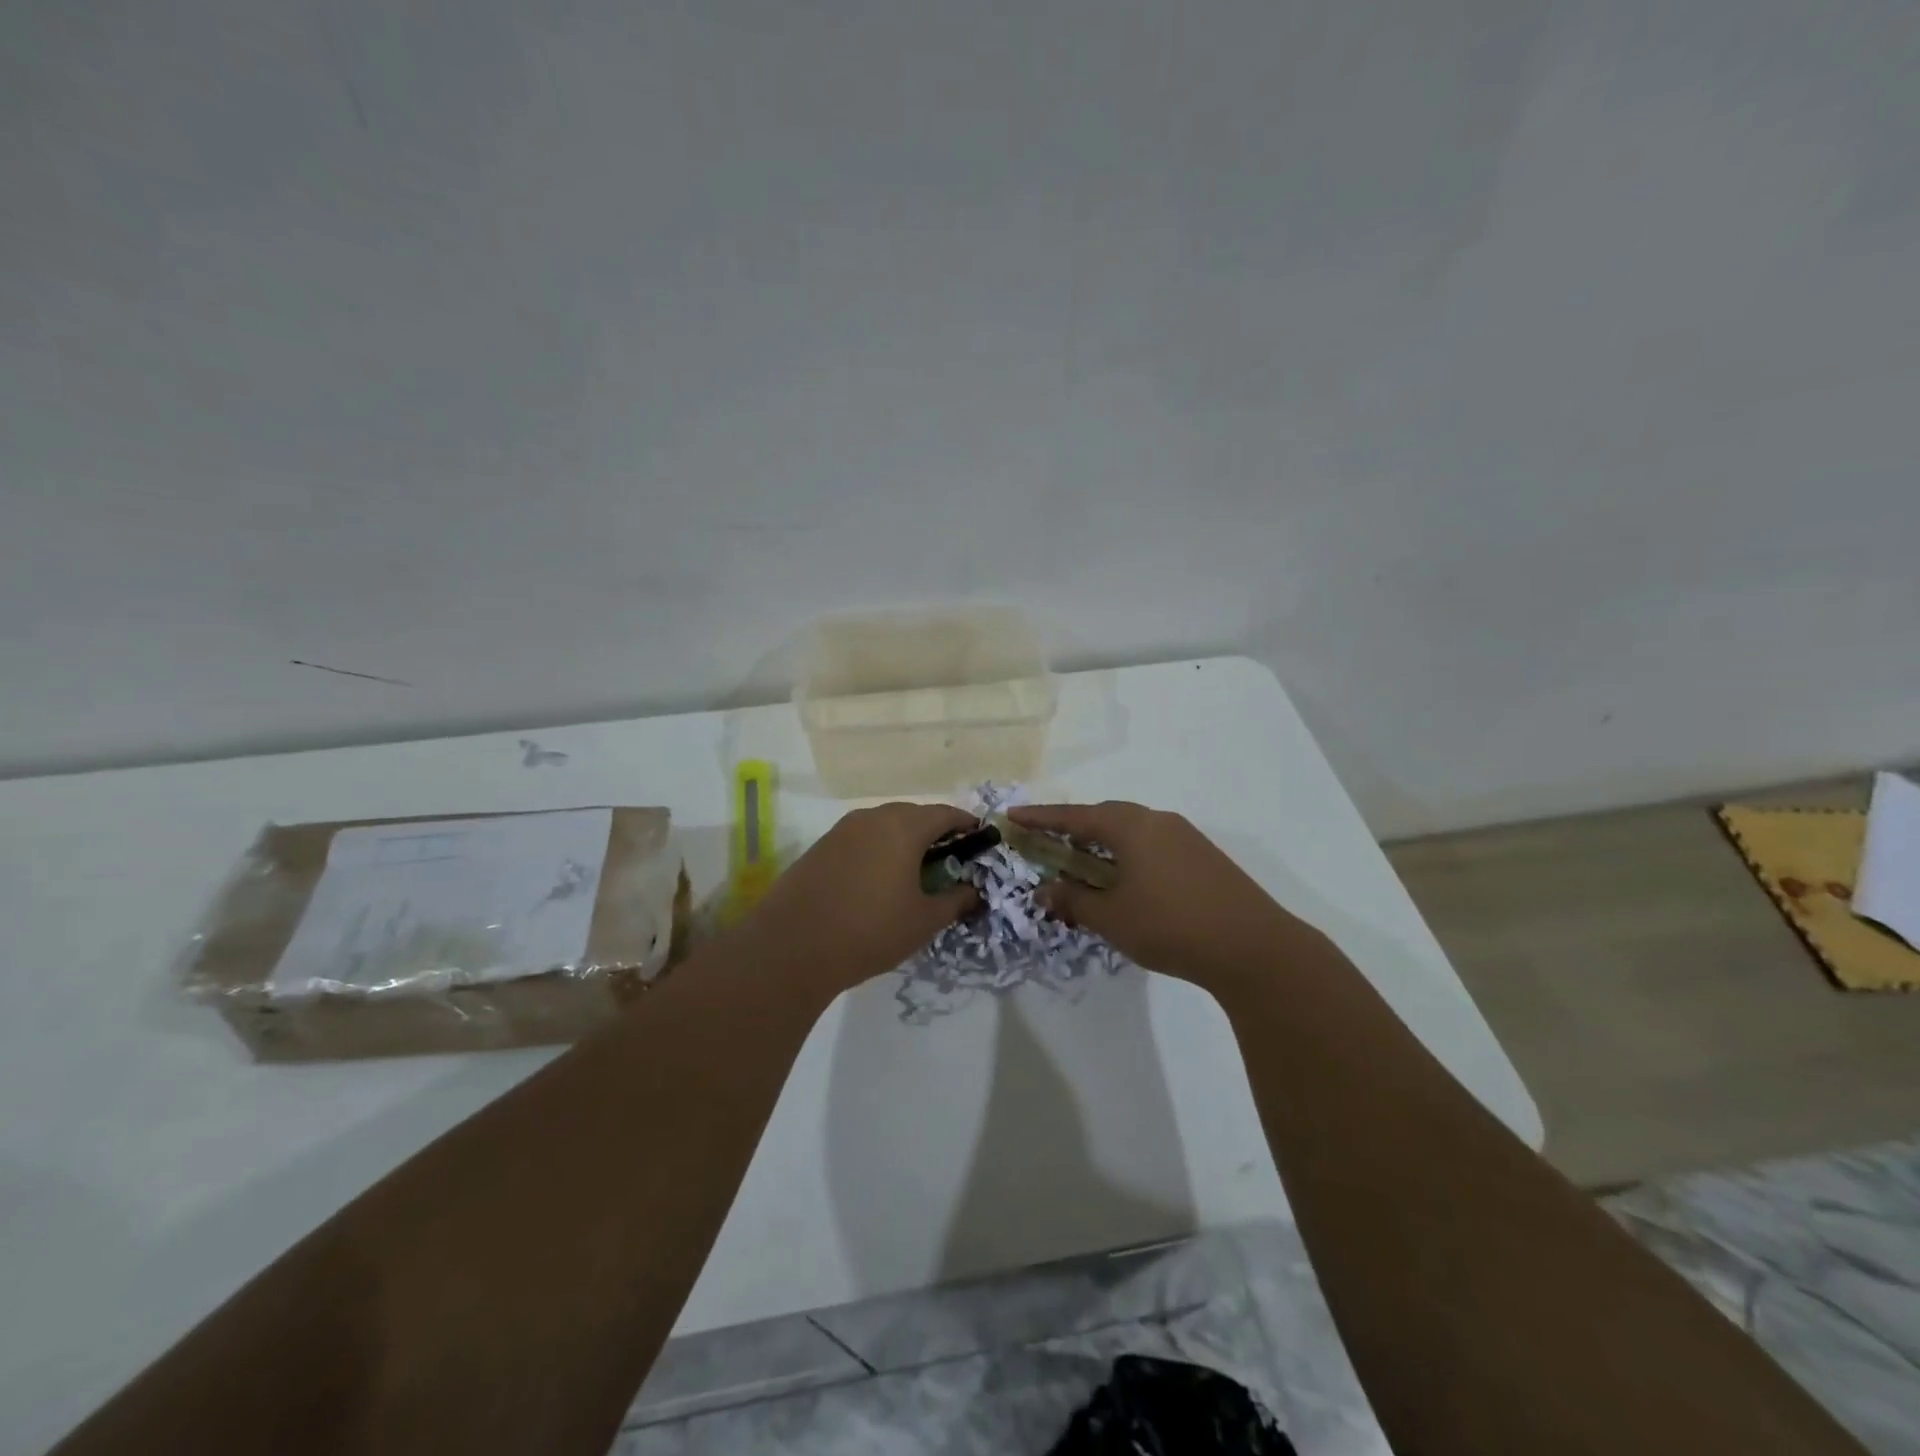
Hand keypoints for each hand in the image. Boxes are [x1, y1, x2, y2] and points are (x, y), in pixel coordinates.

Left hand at [740, 802, 980, 995]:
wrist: (792, 947)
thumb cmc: (870, 930)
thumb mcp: (923, 921)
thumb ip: (955, 901)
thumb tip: (974, 891)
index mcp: (903, 827)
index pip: (944, 813)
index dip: (965, 823)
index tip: (978, 837)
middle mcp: (873, 818)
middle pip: (913, 814)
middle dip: (934, 831)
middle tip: (948, 859)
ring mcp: (842, 830)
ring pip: (884, 824)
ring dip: (904, 839)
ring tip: (913, 870)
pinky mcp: (821, 846)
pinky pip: (861, 838)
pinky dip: (878, 849)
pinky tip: (878, 878)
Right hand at [1008, 801, 1305, 983]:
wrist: (1254, 947)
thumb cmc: (1171, 925)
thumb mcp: (1112, 917)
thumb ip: (1074, 901)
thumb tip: (1045, 891)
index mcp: (1130, 826)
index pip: (1074, 816)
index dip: (1041, 818)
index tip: (1013, 816)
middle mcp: (1158, 821)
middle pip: (1105, 816)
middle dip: (1074, 828)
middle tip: (1048, 842)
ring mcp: (1185, 837)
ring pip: (1132, 831)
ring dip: (1103, 844)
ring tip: (1085, 864)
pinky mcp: (1204, 857)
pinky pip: (1153, 845)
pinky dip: (1129, 856)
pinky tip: (1128, 881)